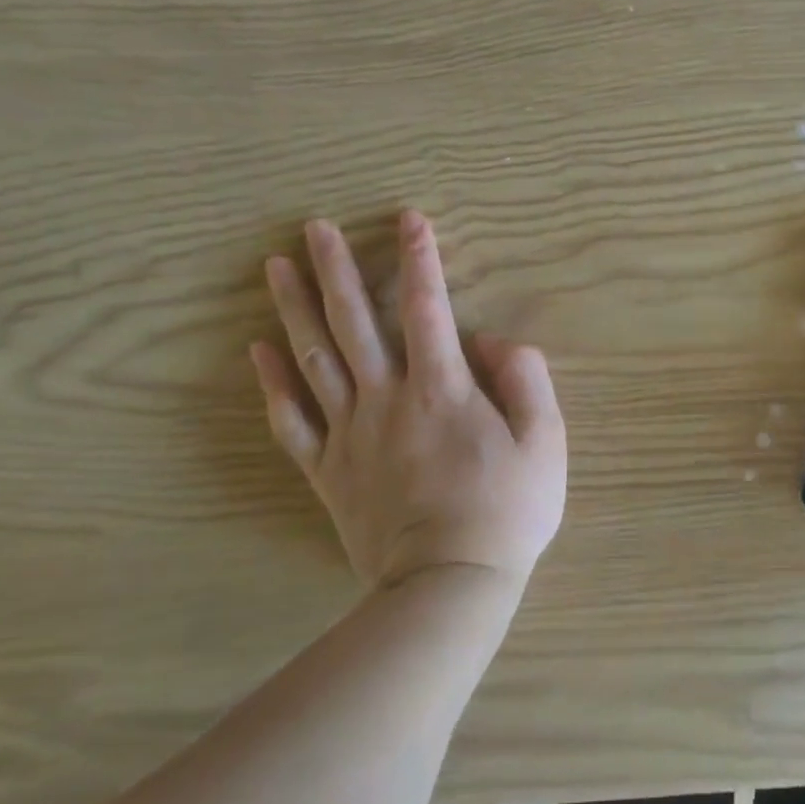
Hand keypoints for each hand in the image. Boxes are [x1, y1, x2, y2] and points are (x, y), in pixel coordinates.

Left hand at [249, 210, 566, 589]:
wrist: (449, 583)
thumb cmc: (508, 510)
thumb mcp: (546, 440)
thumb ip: (525, 378)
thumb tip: (490, 342)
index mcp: (444, 390)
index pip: (429, 308)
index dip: (420, 260)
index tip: (409, 220)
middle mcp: (388, 400)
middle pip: (356, 323)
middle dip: (336, 269)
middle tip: (314, 228)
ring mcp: (351, 435)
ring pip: (315, 359)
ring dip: (295, 309)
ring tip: (276, 266)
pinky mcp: (328, 470)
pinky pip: (291, 421)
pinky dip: (272, 383)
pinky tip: (258, 350)